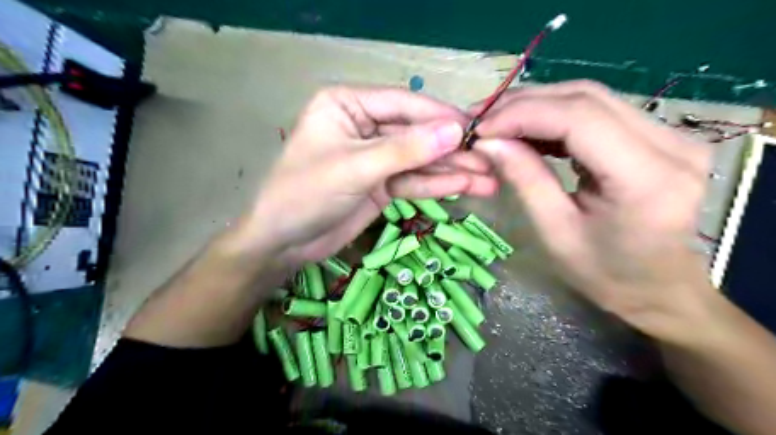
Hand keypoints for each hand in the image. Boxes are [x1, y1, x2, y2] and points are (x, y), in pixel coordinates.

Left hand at [229, 85, 493, 267]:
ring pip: (419, 161)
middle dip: (452, 151)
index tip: (475, 130)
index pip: (403, 104)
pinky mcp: (381, 184)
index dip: (440, 117)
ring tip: (488, 181)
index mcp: (348, 105)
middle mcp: (364, 125)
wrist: (283, 242)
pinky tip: (465, 188)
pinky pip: (412, 181)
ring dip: (452, 171)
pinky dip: (436, 186)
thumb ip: (405, 150)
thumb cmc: (305, 194)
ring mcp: (375, 157)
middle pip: (416, 134)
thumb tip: (454, 131)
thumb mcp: (355, 168)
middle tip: (490, 161)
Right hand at [472, 81, 714, 344]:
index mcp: (647, 178)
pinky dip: (556, 115)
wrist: (659, 288)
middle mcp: (671, 144)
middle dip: (525, 104)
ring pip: (591, 98)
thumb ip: (525, 179)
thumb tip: (489, 141)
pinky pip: (598, 111)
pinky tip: (529, 130)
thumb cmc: (605, 274)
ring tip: (499, 123)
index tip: (481, 129)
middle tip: (483, 121)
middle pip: (586, 98)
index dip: (523, 115)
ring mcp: (670, 135)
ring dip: (538, 105)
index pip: (579, 118)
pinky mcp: (659, 136)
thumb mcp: (554, 232)